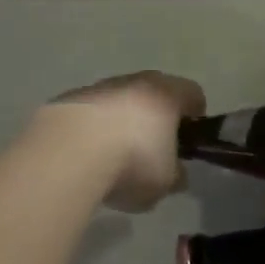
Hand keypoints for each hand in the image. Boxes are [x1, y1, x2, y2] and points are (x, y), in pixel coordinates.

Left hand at [31, 71, 205, 212]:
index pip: (193, 93)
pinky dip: (94, 127)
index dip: (196, 114)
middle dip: (157, 116)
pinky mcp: (70, 99)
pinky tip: (87, 153)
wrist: (68, 152)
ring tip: (116, 154)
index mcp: (166, 94)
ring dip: (122, 120)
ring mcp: (100, 87)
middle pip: (154, 92)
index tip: (192, 135)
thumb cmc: (132, 162)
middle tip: (155, 146)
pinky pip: (92, 111)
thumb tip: (176, 172)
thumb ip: (175, 174)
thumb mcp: (165, 182)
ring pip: (120, 99)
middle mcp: (135, 82)